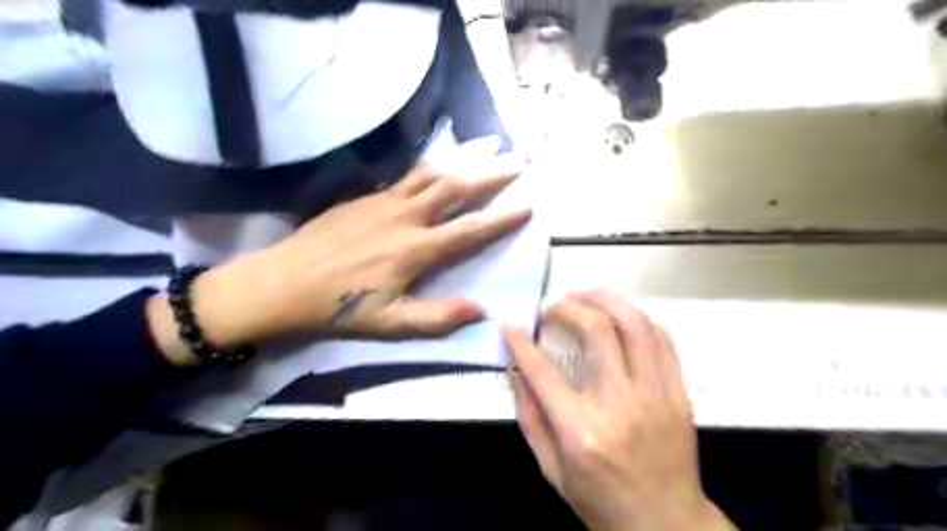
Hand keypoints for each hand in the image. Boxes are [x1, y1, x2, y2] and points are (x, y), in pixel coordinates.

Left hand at [187, 150, 528, 347]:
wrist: (284, 282)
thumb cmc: (339, 306)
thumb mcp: (390, 323)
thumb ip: (437, 317)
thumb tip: (482, 310)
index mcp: (415, 249)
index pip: (469, 229)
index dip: (501, 218)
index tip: (527, 205)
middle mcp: (405, 217)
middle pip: (455, 187)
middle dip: (490, 172)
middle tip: (517, 159)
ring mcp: (384, 200)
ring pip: (432, 172)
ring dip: (464, 158)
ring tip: (488, 144)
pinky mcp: (367, 195)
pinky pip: (408, 174)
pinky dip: (432, 164)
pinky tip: (441, 160)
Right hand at [506, 291, 735, 530]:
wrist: (667, 525)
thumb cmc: (601, 502)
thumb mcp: (552, 470)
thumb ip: (531, 417)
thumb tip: (516, 371)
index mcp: (582, 431)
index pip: (543, 372)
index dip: (521, 343)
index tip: (510, 326)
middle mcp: (621, 404)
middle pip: (597, 330)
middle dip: (568, 307)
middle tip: (552, 308)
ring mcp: (656, 394)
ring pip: (634, 324)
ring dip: (604, 300)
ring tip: (583, 298)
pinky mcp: (678, 392)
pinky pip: (661, 339)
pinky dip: (636, 319)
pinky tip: (618, 319)